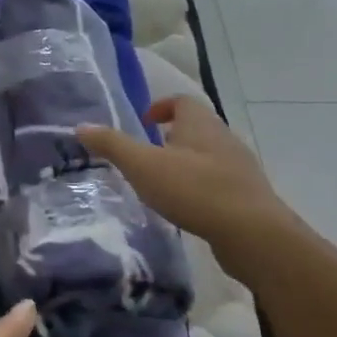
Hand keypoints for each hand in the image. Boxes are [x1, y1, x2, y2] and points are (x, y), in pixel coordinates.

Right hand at [76, 95, 297, 277]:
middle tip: (145, 155)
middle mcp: (223, 138)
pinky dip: (199, 187)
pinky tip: (185, 207)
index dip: (160, 107)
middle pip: (195, 127)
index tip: (143, 123)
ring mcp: (240, 168)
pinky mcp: (248, 197)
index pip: (181, 101)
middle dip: (170, 137)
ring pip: (207, 156)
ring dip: (185, 164)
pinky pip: (218, 182)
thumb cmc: (195, 189)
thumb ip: (112, 145)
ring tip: (161, 183)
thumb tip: (81, 126)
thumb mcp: (143, 166)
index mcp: (200, 123)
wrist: (254, 235)